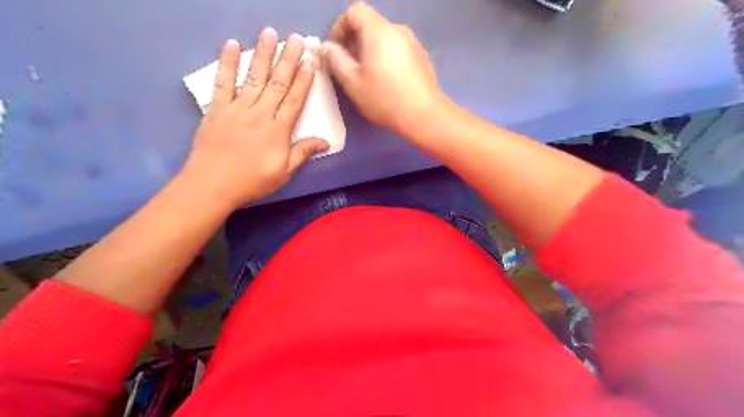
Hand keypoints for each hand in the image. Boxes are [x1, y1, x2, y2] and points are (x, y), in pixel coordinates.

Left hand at [179, 29, 327, 208]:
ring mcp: (237, 109)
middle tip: (296, 39)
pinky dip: (227, 63)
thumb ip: (302, 153)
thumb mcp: (283, 172)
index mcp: (278, 130)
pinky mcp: (216, 108)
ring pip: (254, 77)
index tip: (310, 62)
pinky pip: (223, 82)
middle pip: (277, 83)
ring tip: (270, 34)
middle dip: (288, 60)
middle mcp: (259, 114)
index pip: (294, 100)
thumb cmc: (252, 181)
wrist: (212, 185)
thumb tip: (325, 141)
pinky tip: (231, 46)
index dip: (303, 80)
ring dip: (263, 54)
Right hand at [322, 1, 439, 133]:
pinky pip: (398, 50)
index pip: (354, 11)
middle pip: (370, 25)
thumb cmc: (384, 98)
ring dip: (371, 52)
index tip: (337, 52)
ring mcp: (413, 43)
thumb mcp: (352, 82)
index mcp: (379, 30)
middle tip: (349, 69)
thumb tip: (328, 47)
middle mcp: (398, 30)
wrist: (423, 115)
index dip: (340, 28)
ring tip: (368, 78)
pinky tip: (388, 83)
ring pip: (384, 39)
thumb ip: (335, 60)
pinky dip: (387, 59)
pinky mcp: (422, 58)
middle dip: (354, 42)